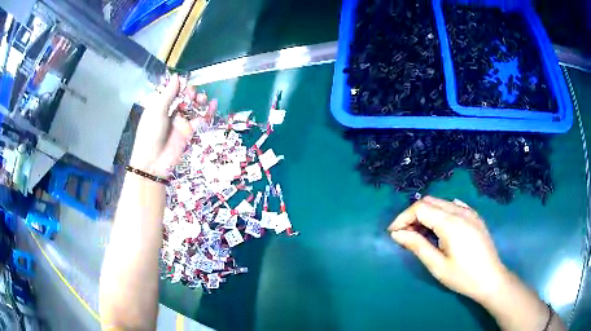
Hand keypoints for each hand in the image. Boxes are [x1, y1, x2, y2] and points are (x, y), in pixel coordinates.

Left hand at [129, 74, 216, 176]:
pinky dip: (208, 112)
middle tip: (192, 95)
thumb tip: (176, 76)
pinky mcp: (189, 131)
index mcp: (160, 104)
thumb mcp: (157, 110)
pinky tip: (214, 104)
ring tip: (202, 99)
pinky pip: (200, 119)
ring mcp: (181, 121)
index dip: (180, 86)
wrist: (153, 161)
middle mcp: (171, 111)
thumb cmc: (150, 133)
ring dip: (200, 101)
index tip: (185, 84)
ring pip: (194, 107)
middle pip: (185, 97)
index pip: (173, 90)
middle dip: (191, 93)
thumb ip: (168, 94)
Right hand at [388, 196, 508, 303]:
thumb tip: (397, 234)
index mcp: (450, 223)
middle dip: (413, 214)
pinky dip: (441, 212)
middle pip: (430, 201)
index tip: (393, 233)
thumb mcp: (437, 265)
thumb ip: (417, 246)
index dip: (403, 218)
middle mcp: (460, 211)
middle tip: (404, 234)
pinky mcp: (475, 217)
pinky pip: (454, 206)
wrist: (491, 278)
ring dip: (426, 213)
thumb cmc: (463, 276)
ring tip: (420, 233)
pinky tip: (440, 227)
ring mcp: (469, 212)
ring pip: (441, 202)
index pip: (420, 208)